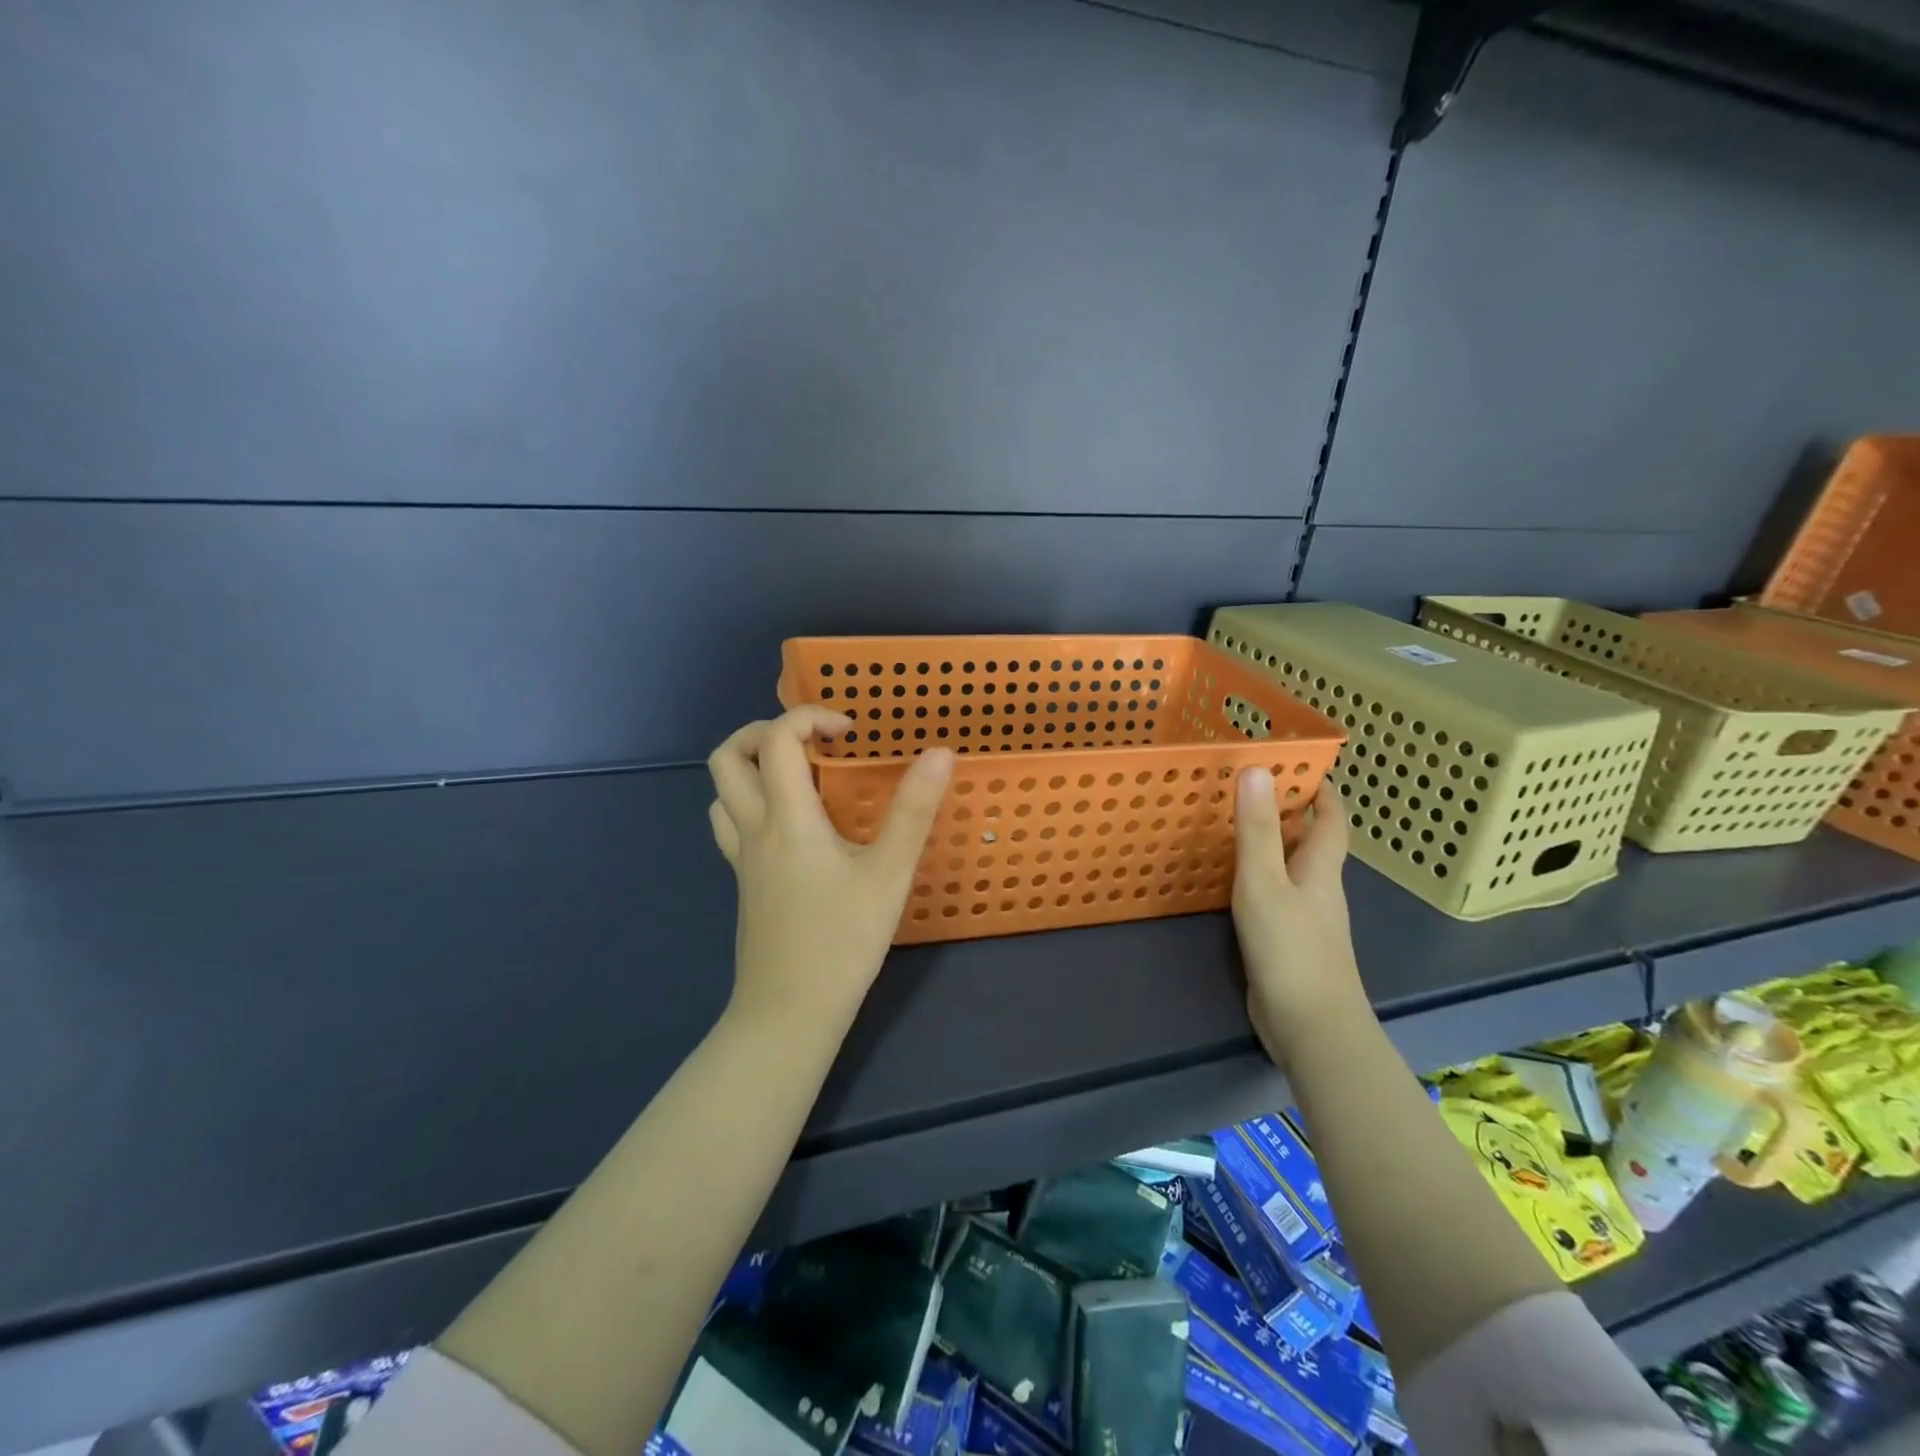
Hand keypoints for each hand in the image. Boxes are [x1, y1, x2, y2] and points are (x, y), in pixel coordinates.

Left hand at [707, 707, 954, 1030]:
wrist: (788, 1013)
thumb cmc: (842, 941)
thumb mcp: (889, 874)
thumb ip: (914, 810)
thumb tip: (940, 752)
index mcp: (787, 818)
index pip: (777, 739)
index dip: (810, 717)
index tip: (850, 732)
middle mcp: (754, 829)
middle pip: (726, 757)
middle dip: (764, 731)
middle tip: (813, 743)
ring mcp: (742, 858)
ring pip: (722, 792)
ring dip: (753, 767)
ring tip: (802, 777)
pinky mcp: (744, 882)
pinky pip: (732, 824)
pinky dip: (753, 803)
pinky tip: (793, 826)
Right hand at [1232, 772, 1371, 1066]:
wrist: (1311, 1026)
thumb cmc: (1290, 948)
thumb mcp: (1263, 881)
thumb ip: (1256, 828)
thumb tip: (1256, 769)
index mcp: (1321, 869)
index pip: (1331, 820)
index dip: (1322, 792)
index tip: (1301, 766)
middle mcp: (1320, 889)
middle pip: (1313, 844)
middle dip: (1291, 814)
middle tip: (1251, 790)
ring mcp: (1308, 919)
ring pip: (1294, 870)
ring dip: (1274, 846)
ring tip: (1235, 827)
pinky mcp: (1291, 944)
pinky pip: (1278, 897)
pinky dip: (1261, 879)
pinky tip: (1234, 883)